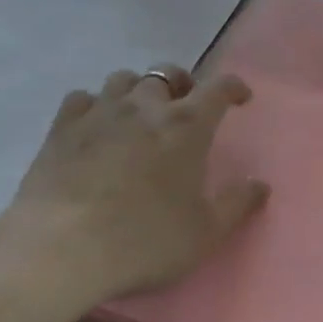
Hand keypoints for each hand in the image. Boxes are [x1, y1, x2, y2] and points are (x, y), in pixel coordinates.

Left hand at [0, 65, 269, 305]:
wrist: (61, 248)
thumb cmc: (144, 240)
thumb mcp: (205, 233)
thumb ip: (237, 204)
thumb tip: (261, 185)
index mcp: (186, 125)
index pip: (219, 88)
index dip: (233, 87)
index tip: (240, 97)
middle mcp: (145, 106)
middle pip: (167, 73)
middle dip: (182, 83)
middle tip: (184, 105)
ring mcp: (101, 112)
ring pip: (123, 79)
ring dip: (137, 90)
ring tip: (139, 112)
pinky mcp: (62, 127)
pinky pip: (82, 98)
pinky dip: (94, 105)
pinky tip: (95, 125)